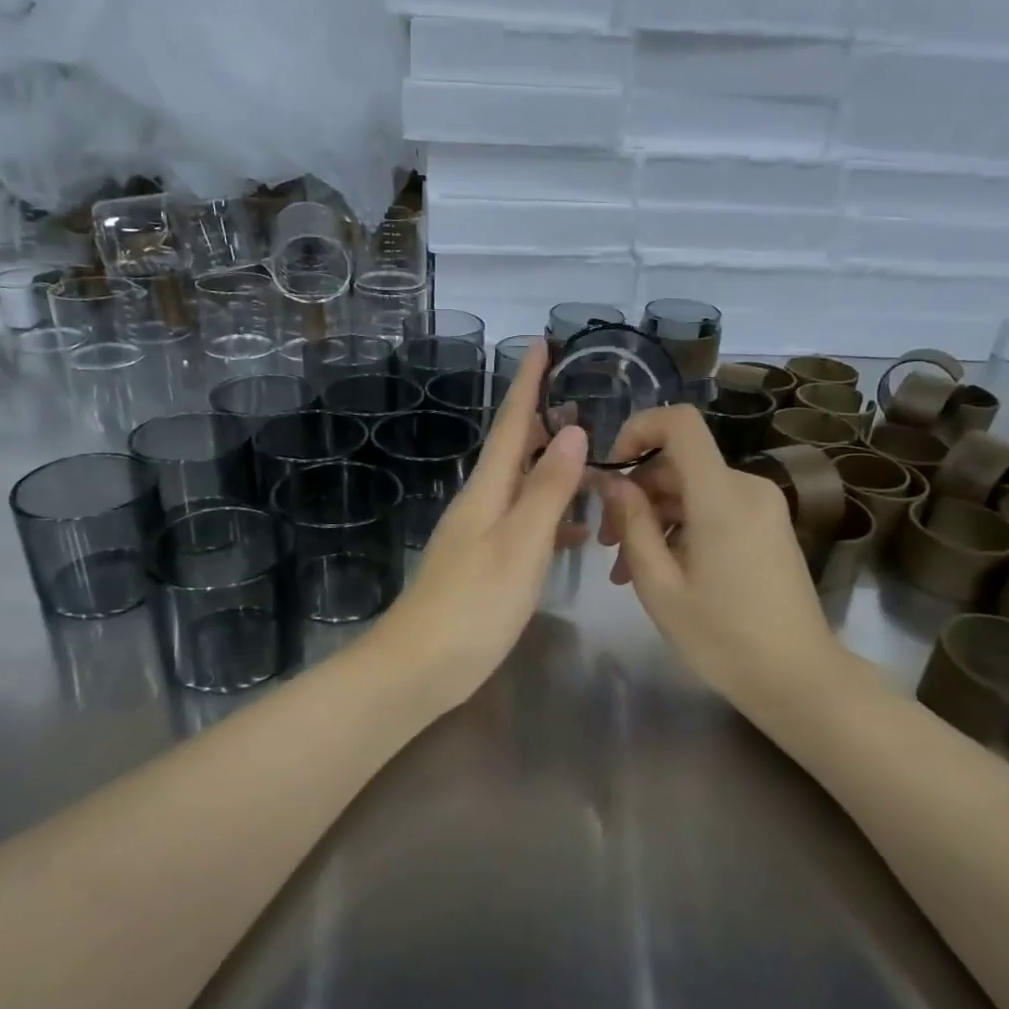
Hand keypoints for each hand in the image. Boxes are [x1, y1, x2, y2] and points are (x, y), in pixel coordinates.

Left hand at [368, 341, 586, 707]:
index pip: (512, 423)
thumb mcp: (519, 545)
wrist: (418, 667)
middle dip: (542, 419)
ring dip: (552, 469)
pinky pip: (523, 523)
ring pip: (521, 487)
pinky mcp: (484, 565)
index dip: (526, 383)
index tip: (540, 342)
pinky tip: (575, 531)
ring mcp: (479, 535)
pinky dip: (551, 516)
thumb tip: (572, 429)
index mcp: (487, 490)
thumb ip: (546, 490)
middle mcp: (480, 503)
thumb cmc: (473, 605)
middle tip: (579, 396)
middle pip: (514, 449)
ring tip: (590, 459)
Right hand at [595, 405, 844, 710]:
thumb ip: (631, 525)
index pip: (680, 423)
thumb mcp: (660, 585)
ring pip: (692, 490)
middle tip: (607, 544)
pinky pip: (714, 508)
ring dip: (655, 519)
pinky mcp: (768, 526)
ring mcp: (762, 507)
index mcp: (721, 496)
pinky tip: (662, 570)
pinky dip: (682, 528)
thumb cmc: (722, 637)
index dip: (639, 429)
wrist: (799, 679)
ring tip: (626, 570)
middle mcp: (747, 488)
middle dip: (636, 494)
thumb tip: (613, 483)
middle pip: (679, 463)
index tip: (611, 468)